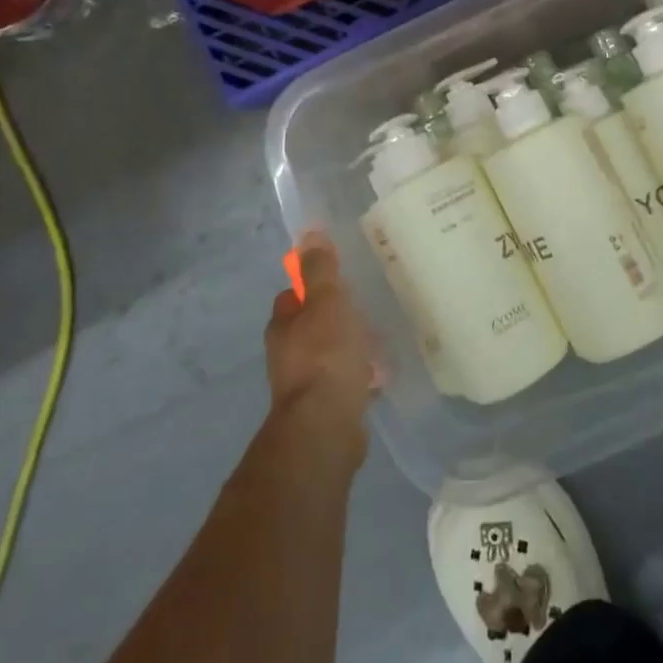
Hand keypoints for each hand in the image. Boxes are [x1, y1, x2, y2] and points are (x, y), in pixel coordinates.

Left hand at [264, 231, 378, 458]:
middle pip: (311, 326)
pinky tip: (380, 375)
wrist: (326, 428)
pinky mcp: (324, 409)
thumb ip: (320, 270)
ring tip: (379, 341)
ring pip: (328, 355)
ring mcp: (304, 385)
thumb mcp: (327, 303)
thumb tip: (309, 234)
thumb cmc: (326, 356)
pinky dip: (358, 376)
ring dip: (348, 348)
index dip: (313, 286)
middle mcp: (286, 354)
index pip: (293, 296)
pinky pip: (343, 382)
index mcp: (283, 326)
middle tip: (365, 309)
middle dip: (334, 318)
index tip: (340, 281)